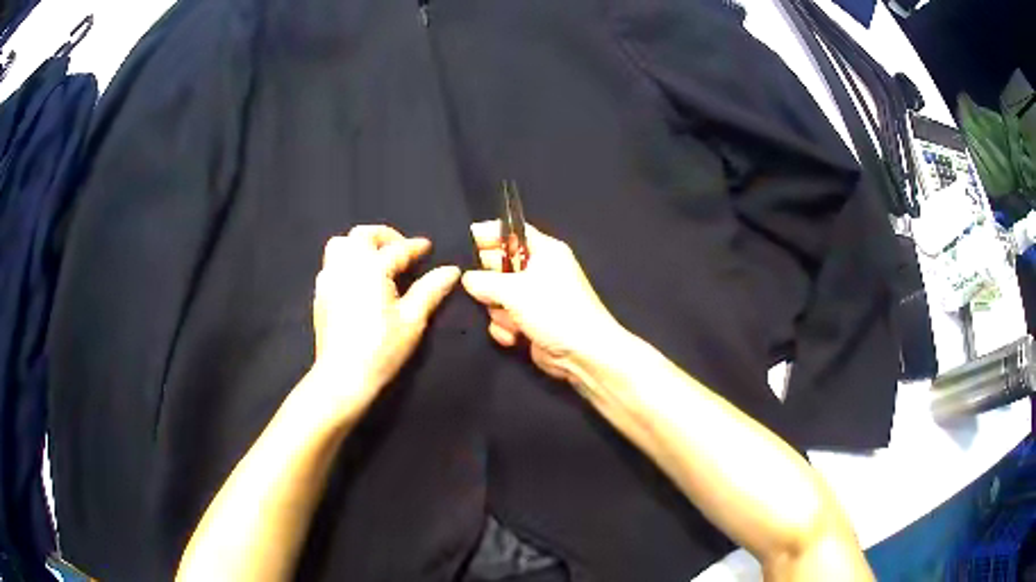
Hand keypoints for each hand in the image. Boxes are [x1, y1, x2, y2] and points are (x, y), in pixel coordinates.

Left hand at [312, 225, 459, 416]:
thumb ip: (431, 289)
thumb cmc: (381, 349)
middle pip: (363, 235)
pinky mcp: (320, 294)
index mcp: (371, 268)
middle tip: (402, 250)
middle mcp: (346, 265)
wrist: (343, 376)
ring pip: (341, 244)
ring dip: (361, 245)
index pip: (397, 249)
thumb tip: (451, 270)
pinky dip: (347, 261)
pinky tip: (358, 281)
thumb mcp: (412, 320)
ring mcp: (329, 278)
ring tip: (377, 261)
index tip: (428, 247)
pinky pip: (331, 264)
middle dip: (384, 236)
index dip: (416, 247)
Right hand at [462, 221, 625, 383]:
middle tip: (490, 291)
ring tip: (511, 320)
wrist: (582, 354)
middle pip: (500, 265)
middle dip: (491, 281)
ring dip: (499, 311)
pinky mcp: (530, 322)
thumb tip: (467, 279)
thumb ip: (484, 281)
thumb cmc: (553, 309)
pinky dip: (506, 328)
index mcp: (544, 251)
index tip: (469, 240)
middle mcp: (539, 271)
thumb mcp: (515, 289)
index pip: (512, 232)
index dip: (491, 233)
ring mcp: (534, 298)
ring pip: (498, 295)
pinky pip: (505, 318)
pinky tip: (513, 338)